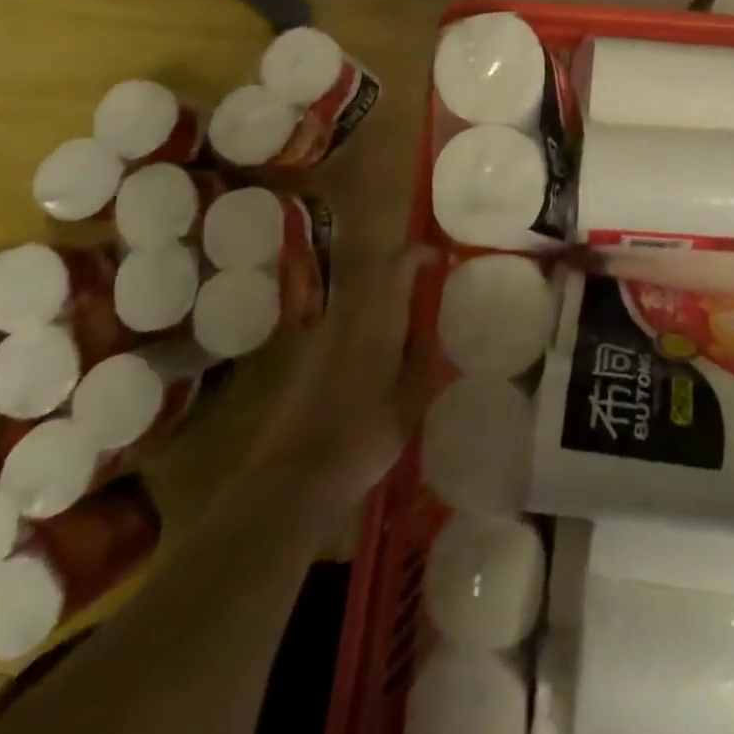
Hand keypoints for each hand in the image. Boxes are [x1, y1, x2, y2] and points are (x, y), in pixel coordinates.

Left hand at [264, 242, 433, 495]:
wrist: (294, 479)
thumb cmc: (362, 438)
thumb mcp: (408, 405)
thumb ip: (423, 365)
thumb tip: (433, 336)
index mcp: (378, 321)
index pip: (399, 266)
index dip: (419, 255)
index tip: (438, 261)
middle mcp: (347, 317)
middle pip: (375, 279)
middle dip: (399, 280)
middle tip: (422, 298)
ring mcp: (319, 336)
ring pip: (355, 304)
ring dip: (378, 305)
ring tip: (399, 332)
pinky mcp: (301, 359)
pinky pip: (337, 328)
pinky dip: (357, 330)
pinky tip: (366, 361)